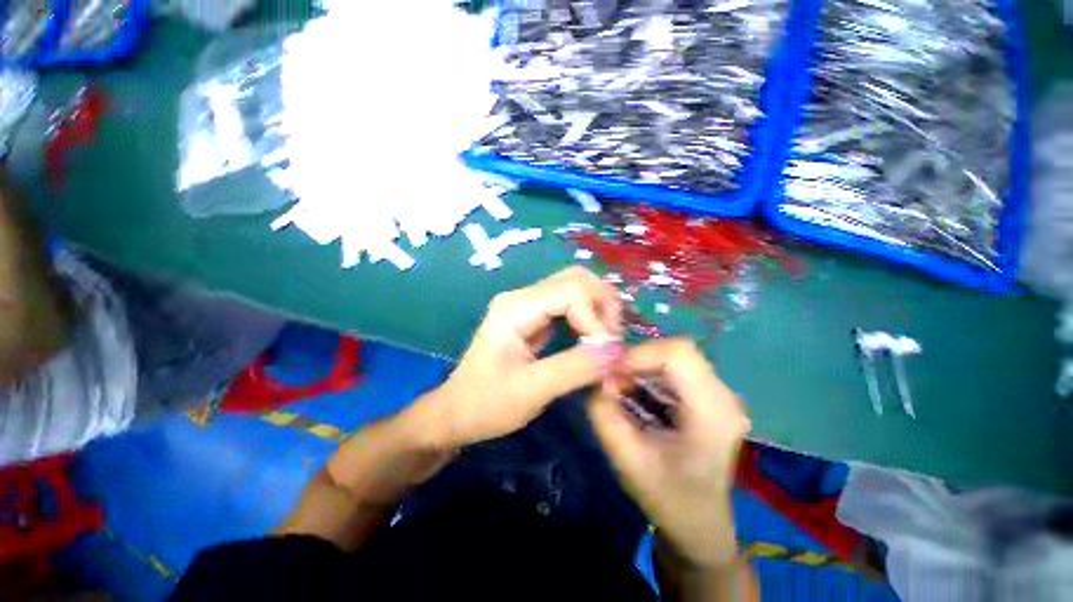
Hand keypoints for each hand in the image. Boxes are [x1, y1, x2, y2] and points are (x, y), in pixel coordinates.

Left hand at [419, 266, 620, 447]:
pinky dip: (588, 317)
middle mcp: (522, 296)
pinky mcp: (534, 316)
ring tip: (606, 341)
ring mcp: (528, 304)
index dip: (596, 319)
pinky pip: (569, 304)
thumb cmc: (485, 404)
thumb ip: (575, 368)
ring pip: (575, 287)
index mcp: (516, 308)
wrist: (456, 412)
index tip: (606, 354)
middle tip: (611, 341)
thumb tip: (617, 351)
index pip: (571, 292)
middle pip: (576, 279)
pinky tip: (593, 339)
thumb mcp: (531, 391)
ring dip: (597, 309)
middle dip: (602, 305)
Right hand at [587, 339, 749, 566]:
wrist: (700, 523)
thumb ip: (604, 414)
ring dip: (642, 367)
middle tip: (614, 383)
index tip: (613, 374)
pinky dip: (649, 374)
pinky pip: (675, 368)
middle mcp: (724, 396)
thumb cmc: (668, 498)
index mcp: (712, 413)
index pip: (679, 354)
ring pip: (674, 356)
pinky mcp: (710, 395)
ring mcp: (721, 394)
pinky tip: (639, 395)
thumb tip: (599, 379)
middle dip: (637, 361)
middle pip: (676, 351)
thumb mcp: (627, 460)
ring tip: (624, 391)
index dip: (640, 355)